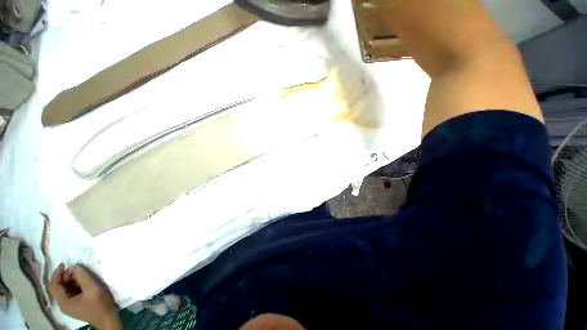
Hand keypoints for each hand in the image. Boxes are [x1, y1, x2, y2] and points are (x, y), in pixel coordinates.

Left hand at [50, 264, 122, 329]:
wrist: (107, 318)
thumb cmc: (99, 304)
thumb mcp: (92, 288)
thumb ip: (83, 276)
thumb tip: (75, 266)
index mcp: (64, 302)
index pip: (55, 285)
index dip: (57, 273)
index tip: (64, 263)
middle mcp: (63, 305)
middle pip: (59, 287)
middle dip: (66, 276)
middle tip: (77, 269)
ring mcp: (69, 306)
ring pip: (65, 290)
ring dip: (71, 280)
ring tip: (81, 275)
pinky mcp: (75, 306)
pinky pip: (70, 293)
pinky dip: (74, 285)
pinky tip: (83, 283)